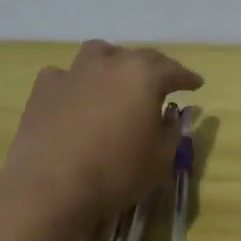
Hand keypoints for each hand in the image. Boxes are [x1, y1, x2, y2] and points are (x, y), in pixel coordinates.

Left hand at [0, 40, 202, 225]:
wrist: (49, 187)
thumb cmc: (115, 172)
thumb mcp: (161, 158)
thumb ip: (171, 130)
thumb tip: (168, 114)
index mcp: (145, 76)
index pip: (175, 70)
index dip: (187, 78)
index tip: (196, 84)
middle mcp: (112, 64)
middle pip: (140, 56)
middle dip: (156, 68)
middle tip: (162, 82)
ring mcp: (74, 72)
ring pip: (99, 53)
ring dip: (113, 61)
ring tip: (116, 78)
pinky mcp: (44, 89)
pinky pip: (64, 75)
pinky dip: (74, 82)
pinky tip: (75, 96)